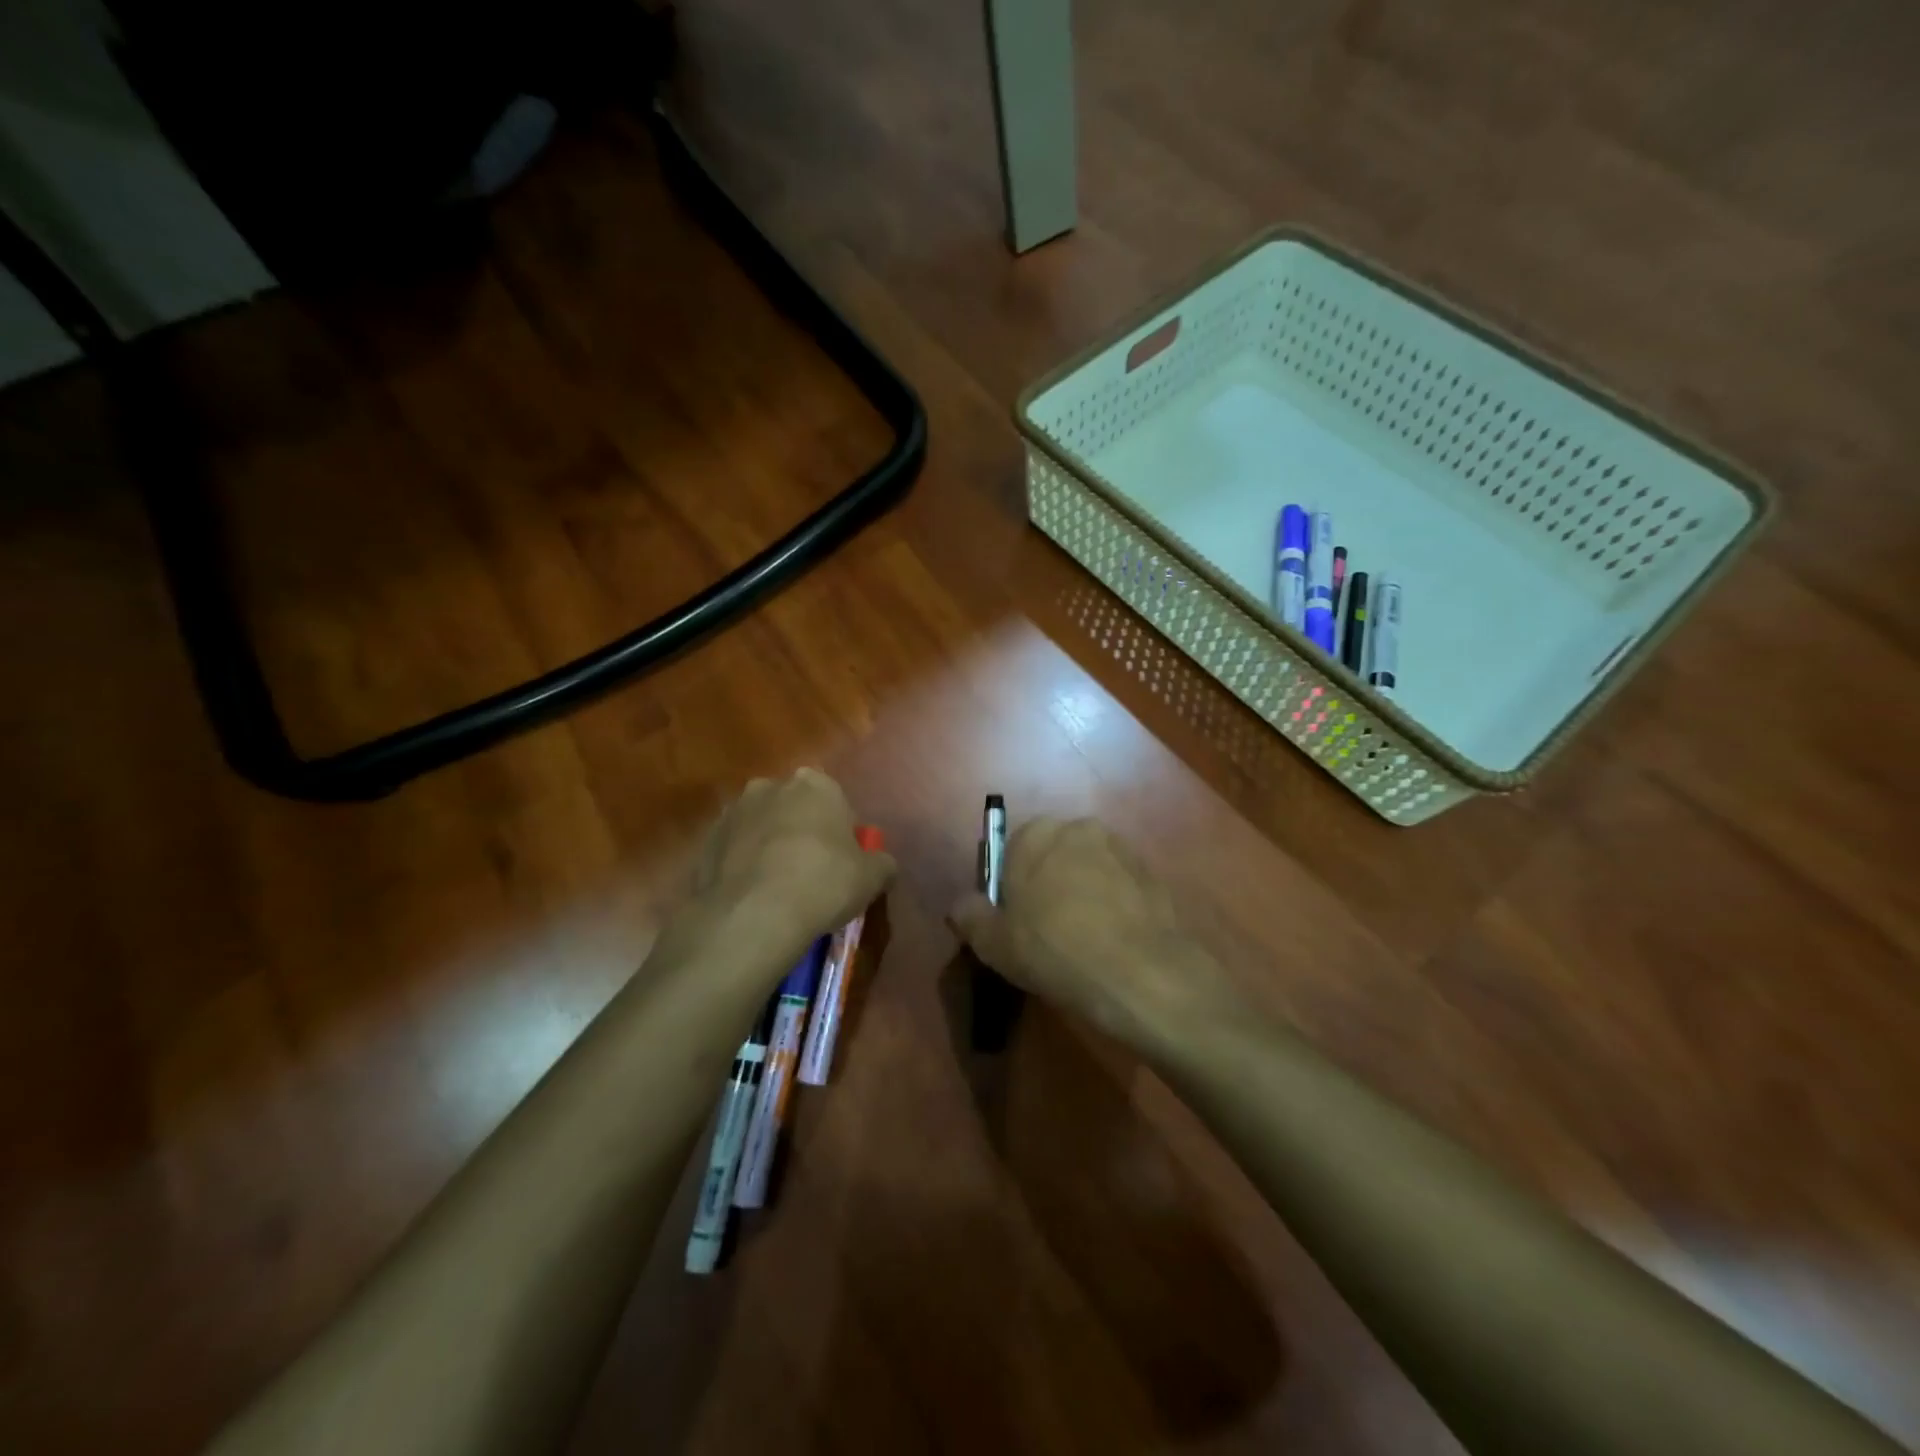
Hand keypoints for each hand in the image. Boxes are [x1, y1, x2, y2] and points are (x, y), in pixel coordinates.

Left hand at [694, 769, 895, 947]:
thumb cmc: (823, 883)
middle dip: (801, 833)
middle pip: (794, 809)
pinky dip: (743, 867)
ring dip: (769, 848)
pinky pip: (734, 851)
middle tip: (811, 874)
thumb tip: (882, 865)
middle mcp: (770, 786)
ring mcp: (732, 812)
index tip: (842, 862)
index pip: (835, 802)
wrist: (753, 915)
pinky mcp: (705, 841)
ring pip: (760, 828)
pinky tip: (753, 898)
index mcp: (814, 784)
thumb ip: (882, 863)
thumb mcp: (873, 877)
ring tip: (778, 890)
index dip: (841, 833)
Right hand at [949, 817, 1243, 1047]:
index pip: (1012, 850)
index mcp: (1035, 835)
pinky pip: (1120, 885)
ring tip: (1084, 939)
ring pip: (1089, 868)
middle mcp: (1078, 829)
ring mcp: (1120, 849)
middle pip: (1053, 855)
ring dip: (1084, 891)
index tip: (1015, 920)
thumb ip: (970, 917)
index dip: (1012, 885)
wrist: (1138, 973)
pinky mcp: (1151, 873)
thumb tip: (962, 905)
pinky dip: (1114, 904)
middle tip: (1046, 930)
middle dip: (1049, 882)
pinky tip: (1112, 941)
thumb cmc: (1053, 950)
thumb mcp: (993, 944)